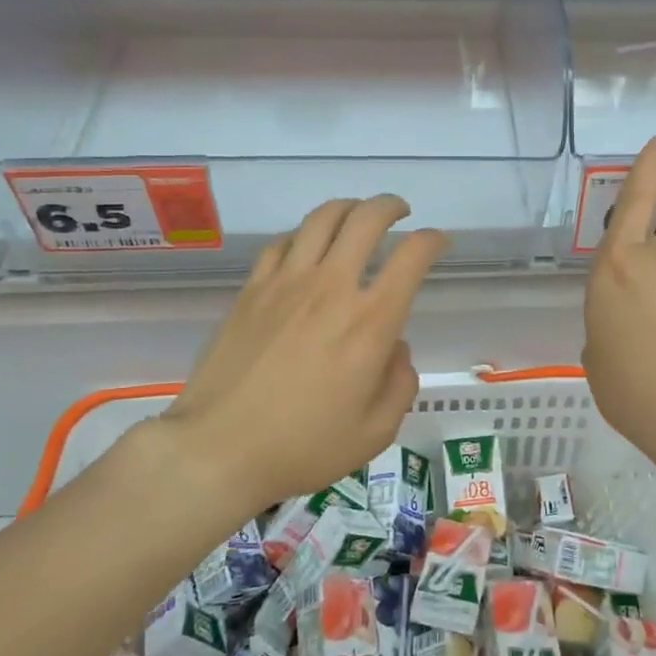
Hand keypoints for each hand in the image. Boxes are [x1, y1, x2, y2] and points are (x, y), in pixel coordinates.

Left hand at [148, 196, 446, 512]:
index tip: (438, 242)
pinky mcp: (252, 290)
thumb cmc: (304, 446)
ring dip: (348, 208)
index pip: (412, 256)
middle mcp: (332, 288)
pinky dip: (304, 235)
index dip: (432, 239)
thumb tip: (395, 349)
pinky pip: (282, 243)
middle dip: (391, 206)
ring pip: (321, 219)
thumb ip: (400, 383)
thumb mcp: (376, 431)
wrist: (218, 449)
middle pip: (366, 219)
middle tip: (400, 213)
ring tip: (357, 215)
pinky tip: (307, 247)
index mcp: (371, 321)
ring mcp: (286, 283)